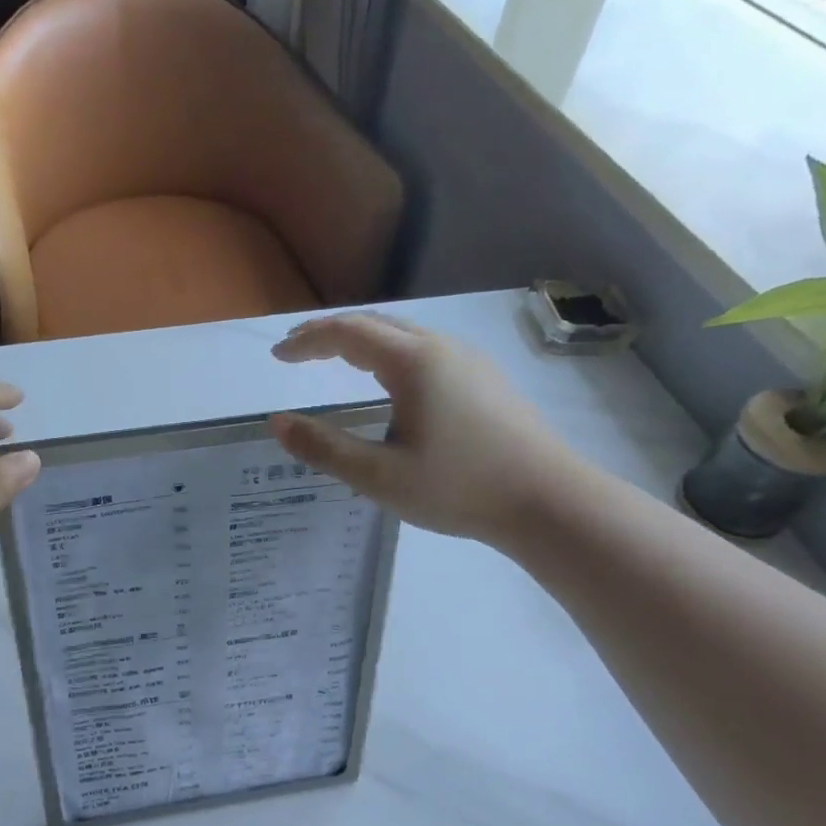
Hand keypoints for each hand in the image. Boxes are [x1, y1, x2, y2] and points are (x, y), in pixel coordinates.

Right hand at [269, 312, 578, 542]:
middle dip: (330, 333)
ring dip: (362, 341)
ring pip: (403, 335)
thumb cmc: (458, 487)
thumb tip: (276, 423)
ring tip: (334, 359)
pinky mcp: (485, 380)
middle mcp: (441, 348)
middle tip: (297, 350)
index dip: (307, 341)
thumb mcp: (379, 475)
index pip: (347, 334)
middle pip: (375, 324)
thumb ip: (323, 448)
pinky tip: (388, 381)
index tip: (277, 356)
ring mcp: (468, 361)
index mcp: (413, 362)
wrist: (548, 501)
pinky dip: (388, 353)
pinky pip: (425, 351)